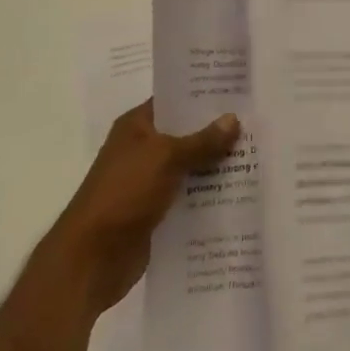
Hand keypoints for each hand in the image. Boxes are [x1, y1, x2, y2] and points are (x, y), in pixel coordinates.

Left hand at [48, 100, 240, 317]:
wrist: (91, 259)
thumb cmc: (124, 193)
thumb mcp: (165, 158)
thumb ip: (201, 141)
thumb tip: (233, 119)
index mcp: (137, 126)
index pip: (174, 101)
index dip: (203, 95)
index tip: (239, 92)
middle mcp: (142, 150)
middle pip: (186, 135)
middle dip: (218, 133)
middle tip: (258, 124)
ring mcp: (149, 183)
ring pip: (190, 168)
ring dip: (217, 166)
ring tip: (258, 157)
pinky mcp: (156, 213)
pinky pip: (189, 198)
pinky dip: (209, 197)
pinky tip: (240, 194)